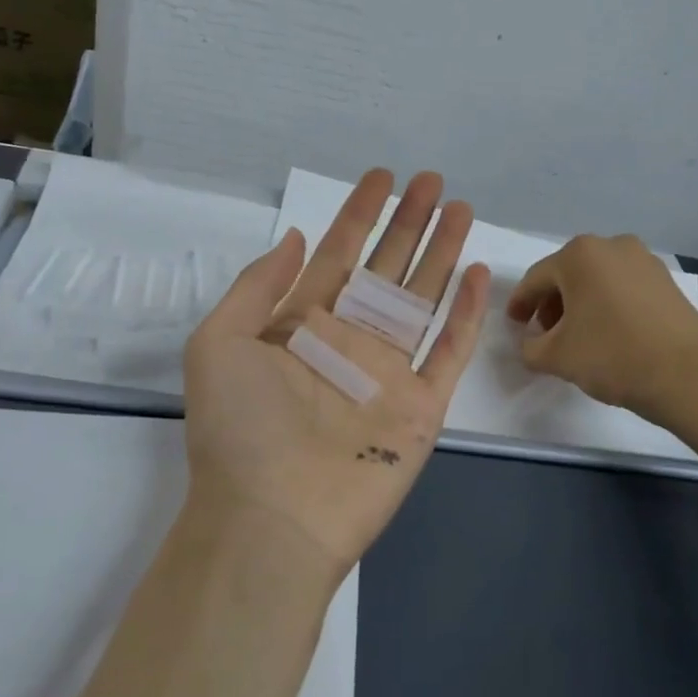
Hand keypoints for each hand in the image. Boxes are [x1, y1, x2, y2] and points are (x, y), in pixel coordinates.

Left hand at [182, 169, 490, 579]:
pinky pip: (449, 352)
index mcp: (303, 323)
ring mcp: (388, 372)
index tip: (382, 178)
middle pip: (387, 267)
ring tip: (461, 210)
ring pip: (422, 299)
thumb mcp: (220, 342)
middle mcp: (349, 339)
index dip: (360, 213)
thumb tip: (298, 238)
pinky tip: (476, 276)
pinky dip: (465, 315)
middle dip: (409, 223)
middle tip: (432, 182)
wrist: (271, 519)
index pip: (338, 253)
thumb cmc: (239, 429)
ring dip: (442, 254)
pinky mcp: (421, 406)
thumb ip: (259, 285)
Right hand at [505, 234, 697, 423]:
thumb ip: (530, 347)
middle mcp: (612, 245)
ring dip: (581, 303)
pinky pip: (624, 287)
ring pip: (598, 279)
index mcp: (579, 255)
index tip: (514, 325)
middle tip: (545, 333)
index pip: (536, 279)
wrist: (688, 375)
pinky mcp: (667, 280)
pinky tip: (609, 332)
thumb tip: (532, 342)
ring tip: (578, 335)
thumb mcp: (556, 357)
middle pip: (568, 274)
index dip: (520, 303)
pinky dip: (609, 304)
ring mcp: (644, 260)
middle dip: (552, 303)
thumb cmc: (613, 356)